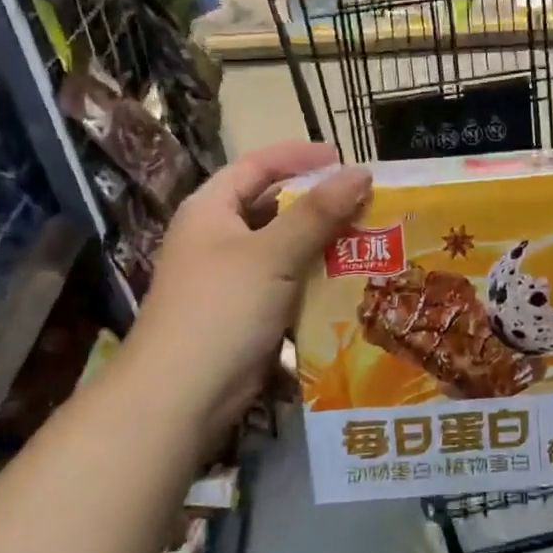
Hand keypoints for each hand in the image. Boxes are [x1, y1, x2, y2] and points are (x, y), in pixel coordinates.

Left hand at [123, 143, 371, 436]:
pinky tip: (349, 281)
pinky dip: (315, 279)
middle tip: (364, 201)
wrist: (182, 396)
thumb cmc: (222, 308)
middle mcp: (217, 238)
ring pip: (283, 248)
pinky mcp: (245, 314)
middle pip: (272, 206)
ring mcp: (230, 278)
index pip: (256, 166)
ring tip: (369, 238)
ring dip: (321, 243)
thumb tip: (361, 172)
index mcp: (211, 210)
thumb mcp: (272, 253)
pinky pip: (286, 284)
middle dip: (317, 202)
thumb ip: (317, 213)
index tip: (342, 158)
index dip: (297, 157)